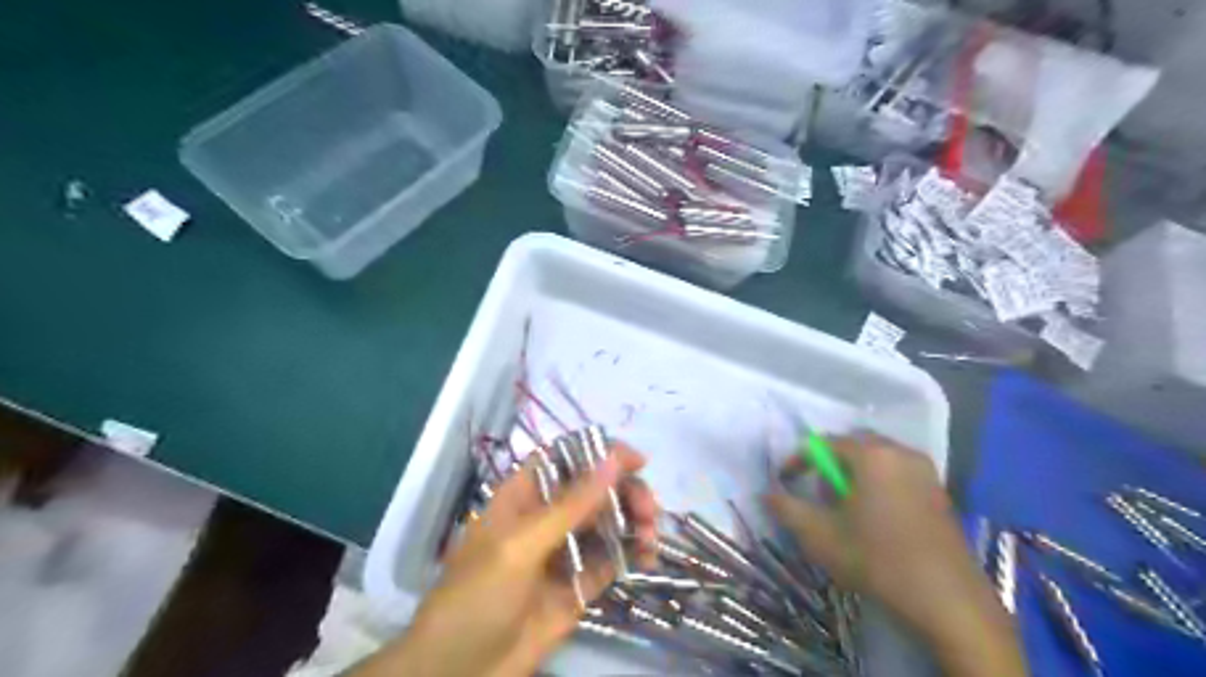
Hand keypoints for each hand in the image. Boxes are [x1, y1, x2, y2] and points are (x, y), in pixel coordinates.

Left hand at [354, 443, 657, 676]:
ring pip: (607, 522)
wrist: (460, 672)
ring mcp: (564, 552)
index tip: (637, 461)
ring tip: (651, 538)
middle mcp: (547, 517)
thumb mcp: (521, 545)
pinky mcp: (578, 585)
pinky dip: (632, 554)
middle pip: (594, 488)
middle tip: (649, 510)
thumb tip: (613, 459)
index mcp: (524, 496)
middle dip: (625, 492)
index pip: (566, 458)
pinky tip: (648, 558)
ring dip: (634, 521)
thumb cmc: (478, 595)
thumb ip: (570, 505)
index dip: (600, 452)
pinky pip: (610, 560)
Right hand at [767, 434, 1021, 675]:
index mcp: (870, 455)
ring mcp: (924, 470)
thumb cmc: (877, 560)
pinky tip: (875, 516)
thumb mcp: (820, 536)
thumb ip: (787, 508)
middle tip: (820, 496)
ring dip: (854, 474)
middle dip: (830, 465)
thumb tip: (765, 493)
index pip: (822, 443)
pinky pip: (897, 472)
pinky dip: (878, 483)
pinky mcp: (939, 490)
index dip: (799, 460)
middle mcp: (900, 452)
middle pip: (852, 445)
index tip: (785, 481)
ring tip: (846, 508)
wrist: (948, 601)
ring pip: (877, 458)